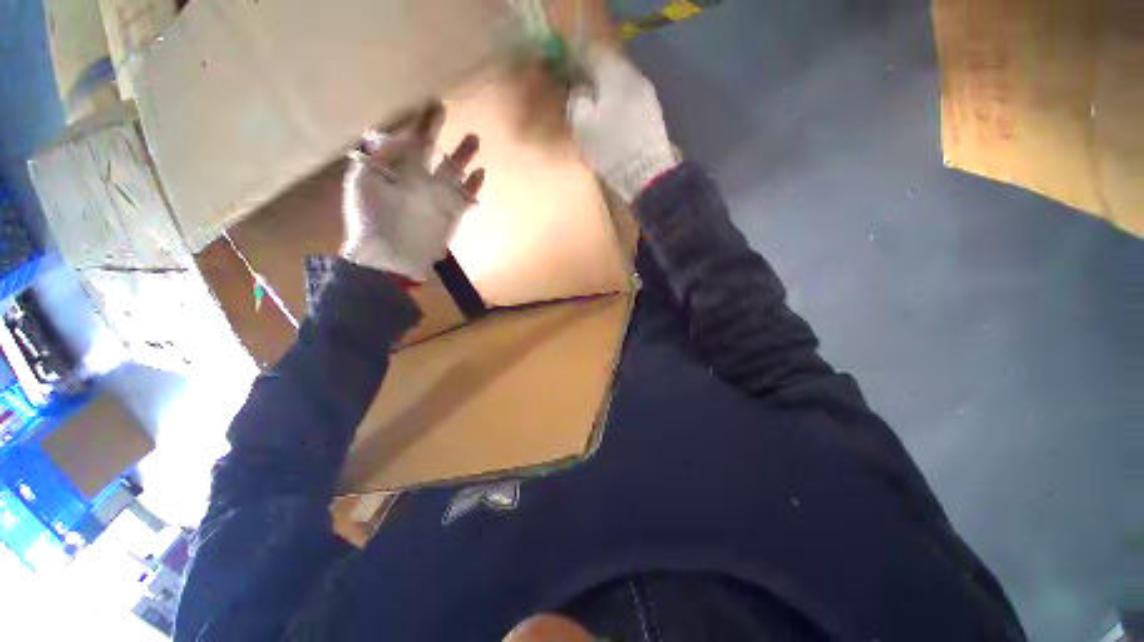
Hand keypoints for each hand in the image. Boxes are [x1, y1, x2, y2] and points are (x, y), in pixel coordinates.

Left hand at [341, 103, 484, 280]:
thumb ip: (381, 155)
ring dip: (464, 155)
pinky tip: (481, 173)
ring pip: (454, 171)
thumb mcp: (364, 180)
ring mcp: (437, 197)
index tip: (429, 105)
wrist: (391, 257)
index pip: (409, 140)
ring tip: (474, 138)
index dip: (419, 122)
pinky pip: (466, 197)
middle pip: (432, 150)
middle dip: (439, 131)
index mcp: (395, 169)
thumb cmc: (371, 219)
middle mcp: (418, 179)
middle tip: (446, 109)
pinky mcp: (452, 214)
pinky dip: (474, 186)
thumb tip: (402, 135)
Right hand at [567, 46, 678, 201]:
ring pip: (619, 84)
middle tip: (575, 89)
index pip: (592, 51)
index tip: (563, 66)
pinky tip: (609, 120)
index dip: (575, 56)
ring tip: (591, 108)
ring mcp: (647, 96)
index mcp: (615, 73)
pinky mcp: (652, 115)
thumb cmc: (611, 149)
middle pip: (608, 66)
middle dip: (591, 75)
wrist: (647, 174)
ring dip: (604, 92)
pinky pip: (628, 100)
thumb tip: (578, 92)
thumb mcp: (583, 126)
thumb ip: (576, 102)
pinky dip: (615, 104)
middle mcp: (634, 77)